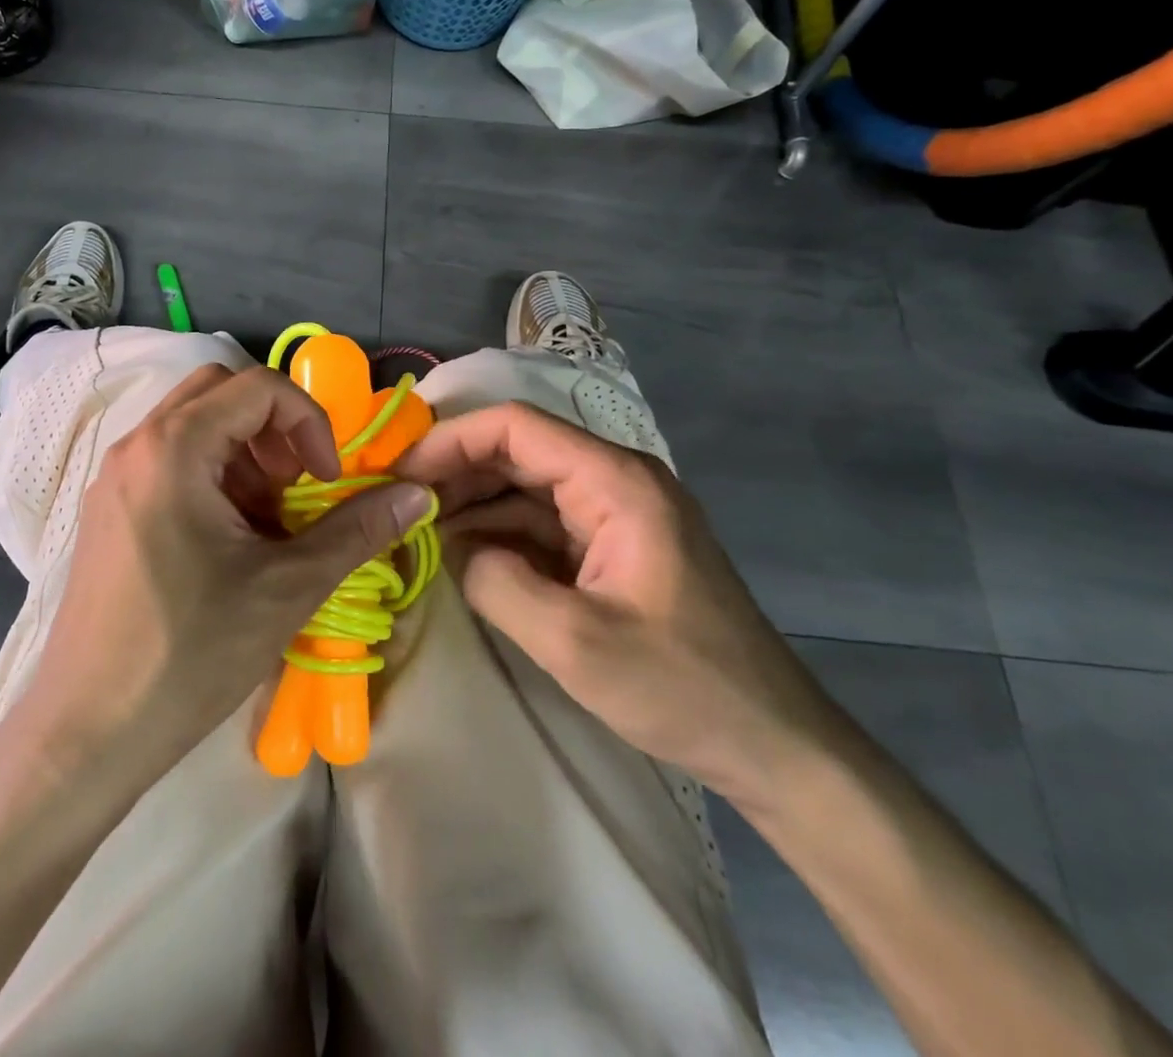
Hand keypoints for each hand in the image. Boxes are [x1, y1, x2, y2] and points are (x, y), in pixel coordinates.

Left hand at [23, 364, 433, 769]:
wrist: (88, 730)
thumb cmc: (191, 653)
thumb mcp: (287, 587)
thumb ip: (356, 530)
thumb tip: (417, 494)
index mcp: (174, 447)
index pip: (259, 386)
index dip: (309, 422)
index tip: (326, 480)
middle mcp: (136, 445)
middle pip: (221, 391)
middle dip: (274, 428)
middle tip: (297, 487)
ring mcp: (115, 476)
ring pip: (194, 424)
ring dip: (244, 454)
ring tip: (267, 522)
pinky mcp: (108, 508)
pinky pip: (169, 459)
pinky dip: (212, 475)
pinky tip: (228, 542)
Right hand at [398, 402, 838, 808]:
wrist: (774, 745)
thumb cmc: (682, 687)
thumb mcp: (574, 642)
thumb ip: (496, 582)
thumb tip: (450, 547)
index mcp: (616, 482)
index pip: (516, 427)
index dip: (451, 440)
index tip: (400, 473)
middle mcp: (615, 481)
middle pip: (518, 451)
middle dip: (455, 472)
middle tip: (398, 504)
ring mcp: (616, 514)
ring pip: (525, 487)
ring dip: (473, 504)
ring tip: (418, 530)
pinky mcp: (612, 548)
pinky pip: (542, 524)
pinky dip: (499, 535)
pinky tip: (462, 556)